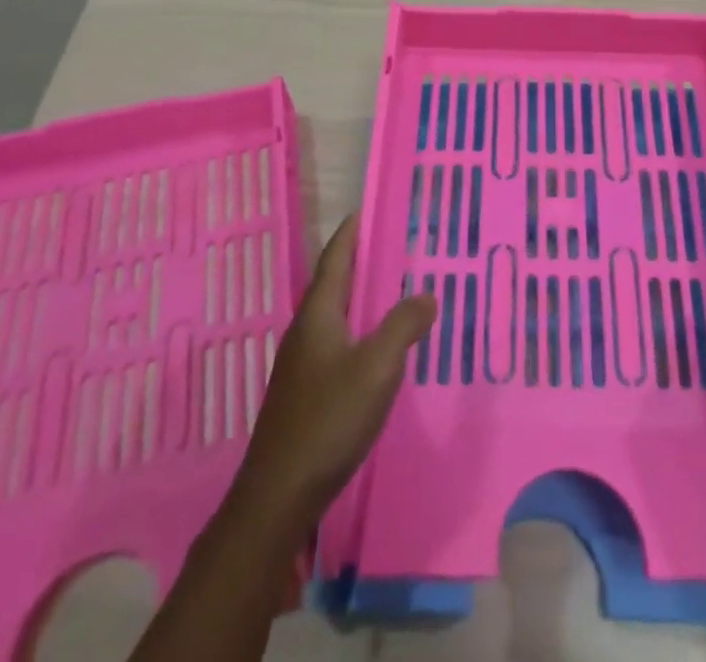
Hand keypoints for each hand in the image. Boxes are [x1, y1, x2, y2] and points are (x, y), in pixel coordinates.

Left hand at [230, 213, 435, 526]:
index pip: (335, 258)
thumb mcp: (377, 367)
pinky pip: (337, 342)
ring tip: (393, 289)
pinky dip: (359, 328)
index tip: (368, 209)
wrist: (278, 495)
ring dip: (361, 296)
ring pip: (335, 315)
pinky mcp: (306, 392)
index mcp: (318, 315)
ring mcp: (302, 364)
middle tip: (395, 244)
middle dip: (360, 261)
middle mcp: (306, 331)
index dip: (351, 233)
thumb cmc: (328, 419)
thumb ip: (403, 326)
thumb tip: (426, 294)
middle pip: (334, 283)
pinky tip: (378, 346)